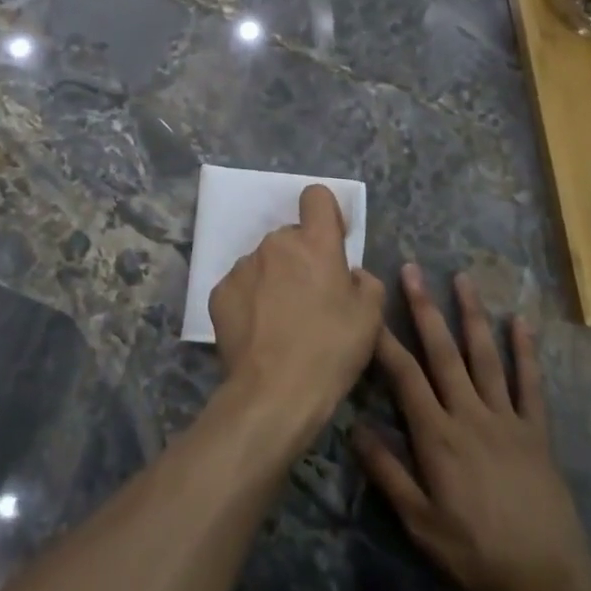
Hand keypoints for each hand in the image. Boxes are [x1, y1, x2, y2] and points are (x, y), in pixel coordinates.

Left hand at [209, 185, 385, 435]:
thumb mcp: (371, 317)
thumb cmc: (330, 350)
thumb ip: (365, 281)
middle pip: (290, 237)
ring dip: (275, 279)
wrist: (273, 394)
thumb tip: (349, 275)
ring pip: (265, 262)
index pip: (316, 196)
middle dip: (301, 258)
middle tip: (311, 298)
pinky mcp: (219, 292)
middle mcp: (275, 244)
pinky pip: (242, 286)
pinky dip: (251, 300)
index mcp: (315, 242)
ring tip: (282, 321)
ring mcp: (243, 266)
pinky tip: (259, 331)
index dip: (326, 214)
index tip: (332, 243)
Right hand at [353, 266, 590, 590]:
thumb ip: (388, 473)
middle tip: (411, 270)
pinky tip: (521, 321)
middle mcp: (470, 414)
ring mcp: (507, 417)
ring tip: (461, 277)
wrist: (551, 580)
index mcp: (438, 436)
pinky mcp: (536, 429)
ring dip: (472, 315)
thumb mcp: (421, 525)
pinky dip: (526, 351)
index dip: (384, 339)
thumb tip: (354, 427)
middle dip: (424, 308)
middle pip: (443, 352)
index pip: (405, 376)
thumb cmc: (478, 554)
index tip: (368, 306)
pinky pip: (530, 383)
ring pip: (485, 356)